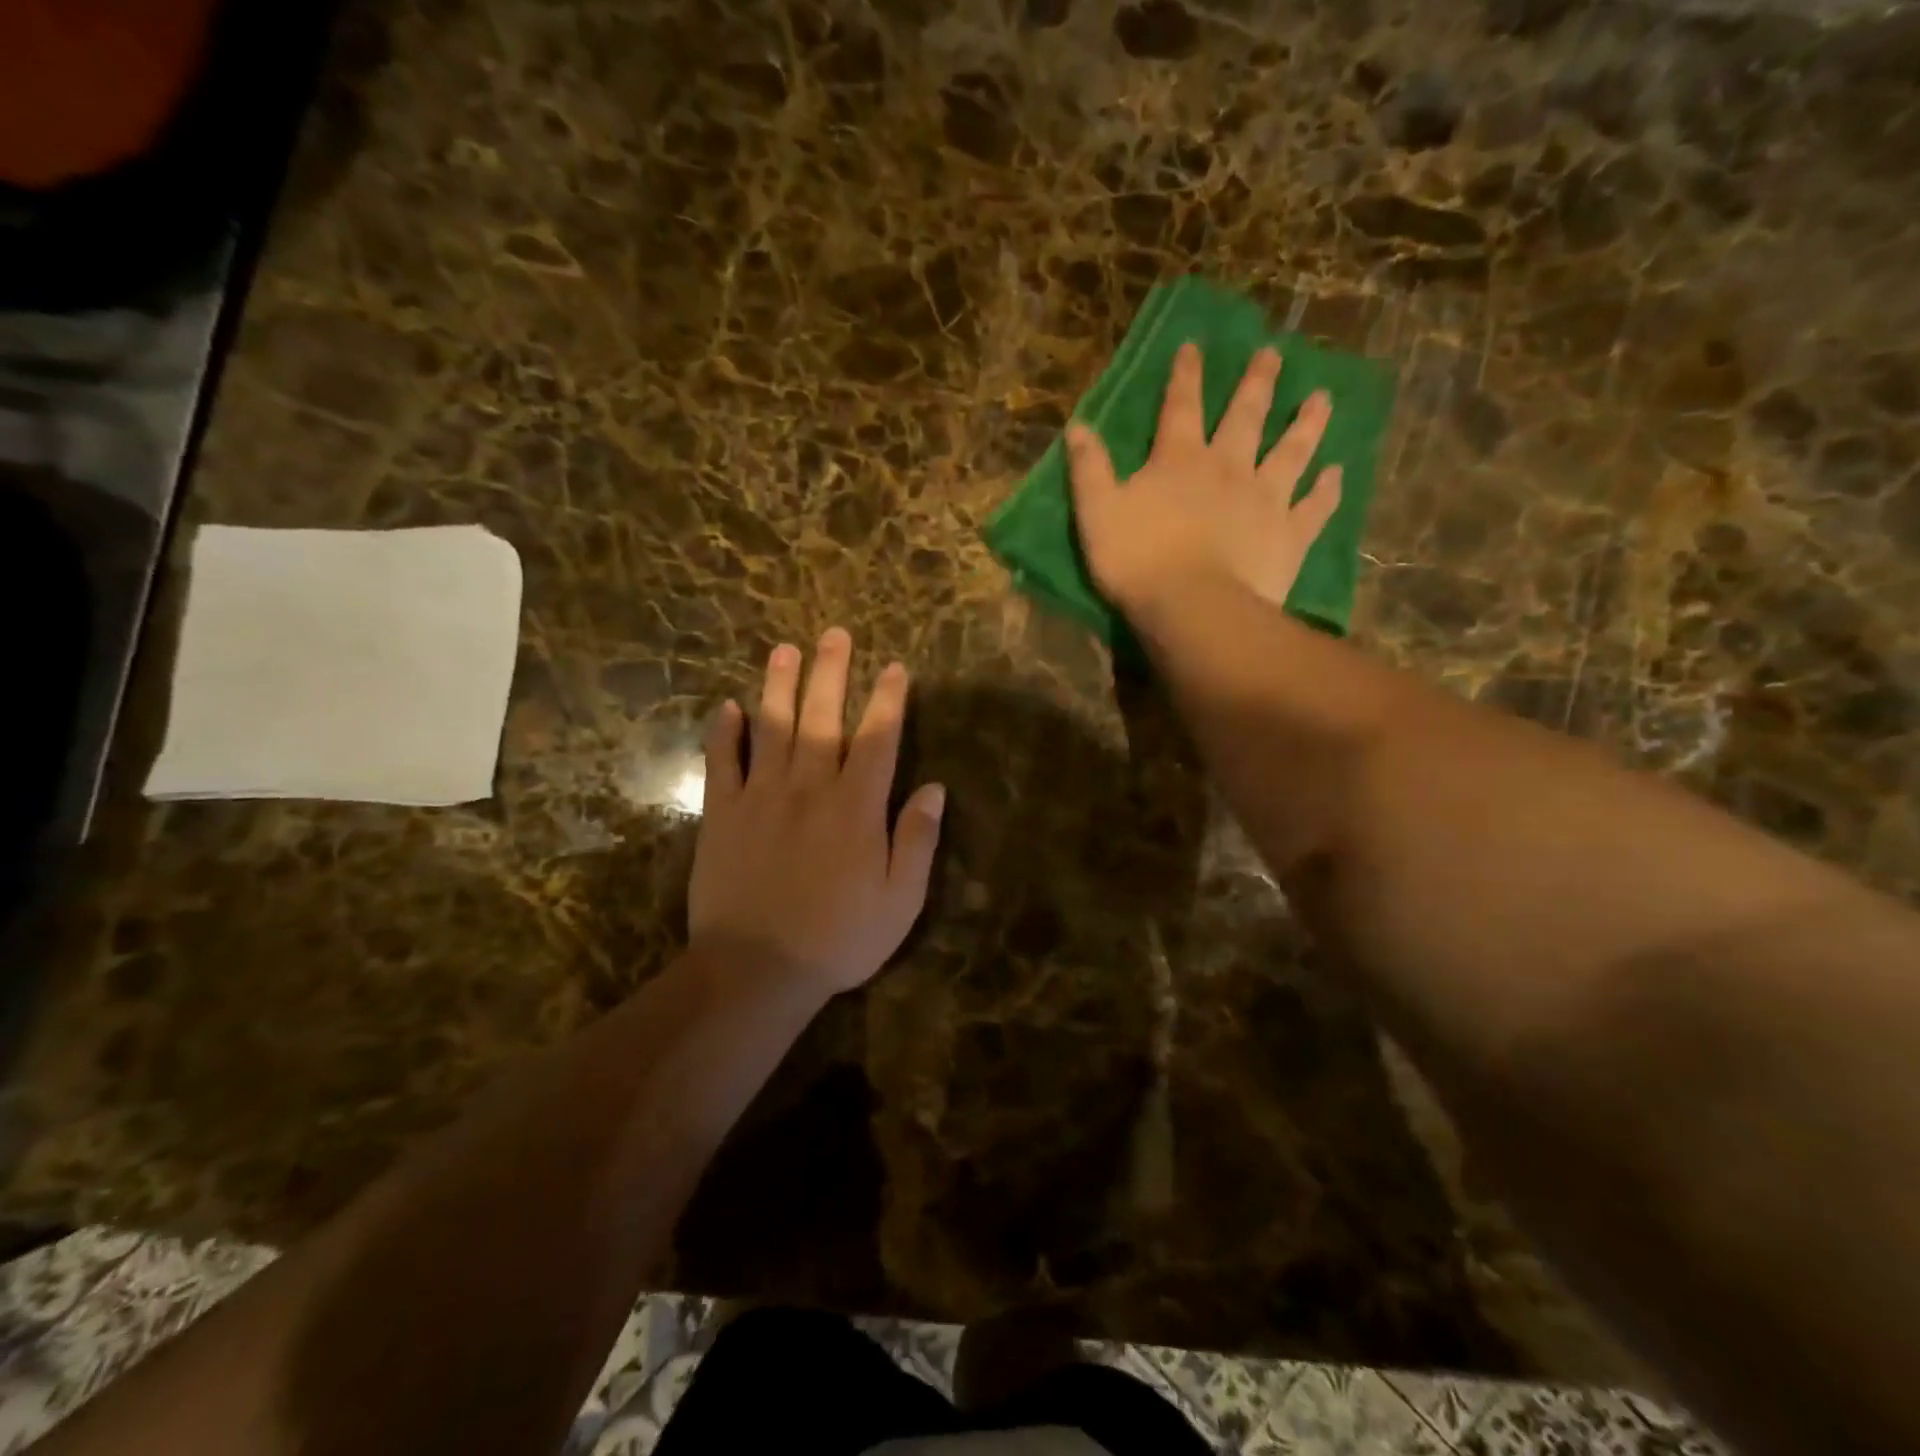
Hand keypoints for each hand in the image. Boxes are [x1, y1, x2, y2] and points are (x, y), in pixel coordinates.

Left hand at [688, 628, 944, 997]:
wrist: (756, 969)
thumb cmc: (838, 938)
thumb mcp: (900, 900)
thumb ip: (917, 839)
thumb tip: (935, 788)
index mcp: (856, 807)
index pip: (878, 738)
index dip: (888, 700)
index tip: (894, 667)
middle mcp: (810, 787)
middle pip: (823, 717)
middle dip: (832, 673)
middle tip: (834, 634)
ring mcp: (761, 796)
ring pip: (772, 727)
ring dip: (779, 685)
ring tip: (784, 649)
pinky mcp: (722, 814)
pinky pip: (722, 762)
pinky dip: (724, 732)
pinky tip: (728, 707)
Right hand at [1066, 341, 1341, 616]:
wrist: (1193, 607)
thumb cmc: (1138, 561)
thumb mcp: (1097, 513)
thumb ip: (1089, 468)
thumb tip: (1077, 425)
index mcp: (1180, 461)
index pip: (1181, 407)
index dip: (1186, 376)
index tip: (1195, 346)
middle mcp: (1228, 468)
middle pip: (1246, 417)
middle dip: (1257, 383)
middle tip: (1274, 354)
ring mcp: (1266, 499)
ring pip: (1292, 452)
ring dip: (1306, 424)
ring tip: (1322, 399)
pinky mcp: (1289, 535)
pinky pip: (1314, 507)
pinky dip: (1327, 490)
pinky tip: (1336, 474)